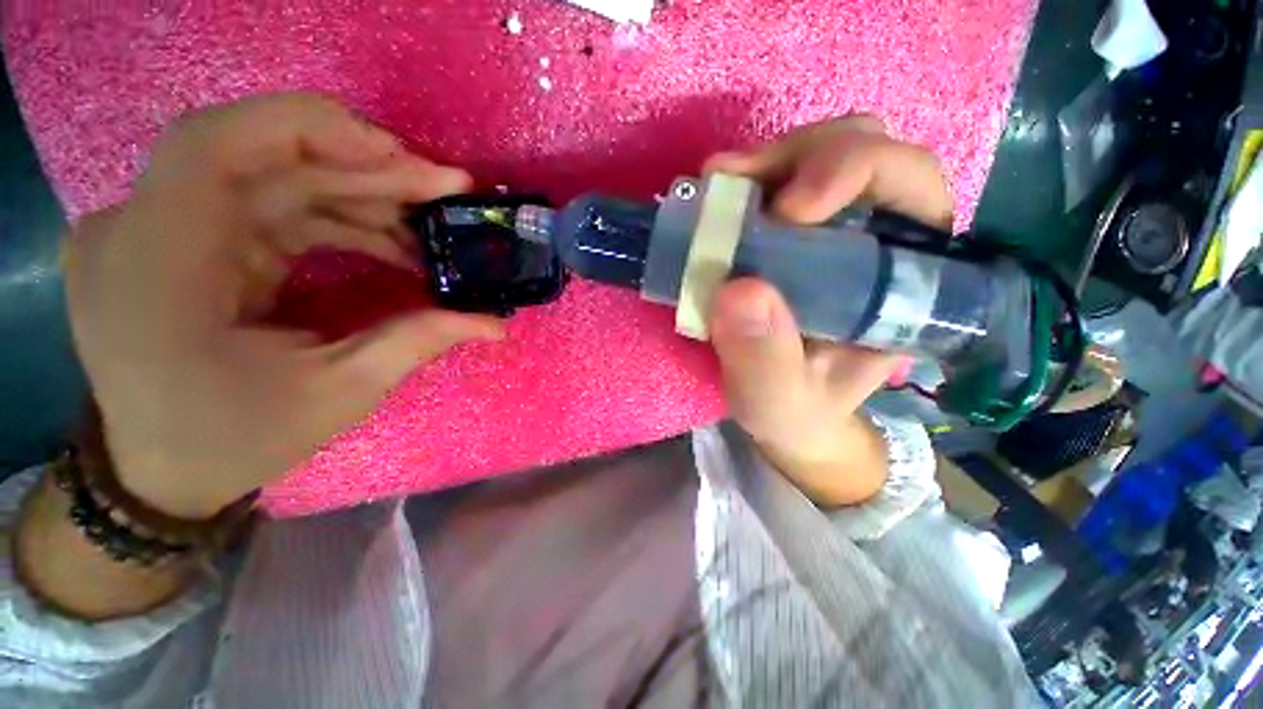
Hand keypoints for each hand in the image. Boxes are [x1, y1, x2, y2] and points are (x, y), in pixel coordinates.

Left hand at [65, 94, 502, 518]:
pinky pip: (264, 204)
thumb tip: (494, 322)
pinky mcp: (178, 238)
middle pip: (261, 157)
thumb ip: (417, 341)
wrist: (157, 471)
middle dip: (364, 169)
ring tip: (428, 226)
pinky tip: (386, 239)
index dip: (314, 130)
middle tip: (445, 191)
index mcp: (157, 268)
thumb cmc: (233, 440)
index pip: (216, 144)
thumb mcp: (337, 394)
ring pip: (270, 177)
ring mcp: (154, 228)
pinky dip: (331, 215)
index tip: (403, 157)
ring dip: (357, 196)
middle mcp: (140, 228)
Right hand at [704, 116, 952, 506]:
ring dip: (766, 163)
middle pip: (867, 149)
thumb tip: (737, 289)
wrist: (778, 408)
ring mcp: (829, 228)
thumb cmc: (794, 409)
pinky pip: (774, 181)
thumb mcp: (778, 400)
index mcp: (902, 280)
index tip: (787, 212)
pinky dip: (742, 181)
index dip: (855, 173)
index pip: (912, 189)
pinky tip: (712, 197)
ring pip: (819, 151)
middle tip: (736, 186)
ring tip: (717, 189)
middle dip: (804, 157)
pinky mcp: (788, 233)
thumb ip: (764, 360)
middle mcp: (877, 238)